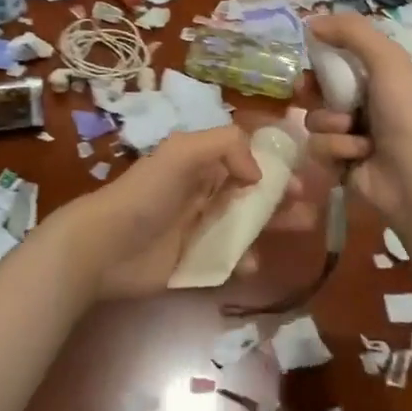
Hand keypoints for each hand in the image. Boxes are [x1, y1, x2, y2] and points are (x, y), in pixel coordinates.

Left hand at [61, 125, 309, 299]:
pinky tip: (253, 263)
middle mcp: (203, 193)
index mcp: (200, 164)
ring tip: (302, 228)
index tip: (300, 172)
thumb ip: (226, 147)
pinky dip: (245, 260)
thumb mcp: (183, 152)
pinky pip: (229, 260)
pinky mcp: (194, 263)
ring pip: (246, 225)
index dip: (273, 164)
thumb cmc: (145, 194)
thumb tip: (257, 174)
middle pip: (251, 192)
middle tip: (309, 204)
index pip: (244, 158)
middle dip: (281, 196)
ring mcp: (199, 230)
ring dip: (273, 225)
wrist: (102, 248)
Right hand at [304, 13, 411, 229]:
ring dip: (331, 124)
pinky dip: (336, 149)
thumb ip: (351, 32)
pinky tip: (358, 155)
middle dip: (312, 89)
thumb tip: (310, 21)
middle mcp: (362, 101)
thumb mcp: (386, 59)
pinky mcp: (340, 162)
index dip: (319, 54)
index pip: (336, 57)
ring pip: (314, 119)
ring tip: (355, 133)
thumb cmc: (404, 111)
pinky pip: (318, 147)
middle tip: (307, 90)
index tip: (306, 51)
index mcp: (376, 75)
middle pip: (317, 88)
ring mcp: (350, 134)